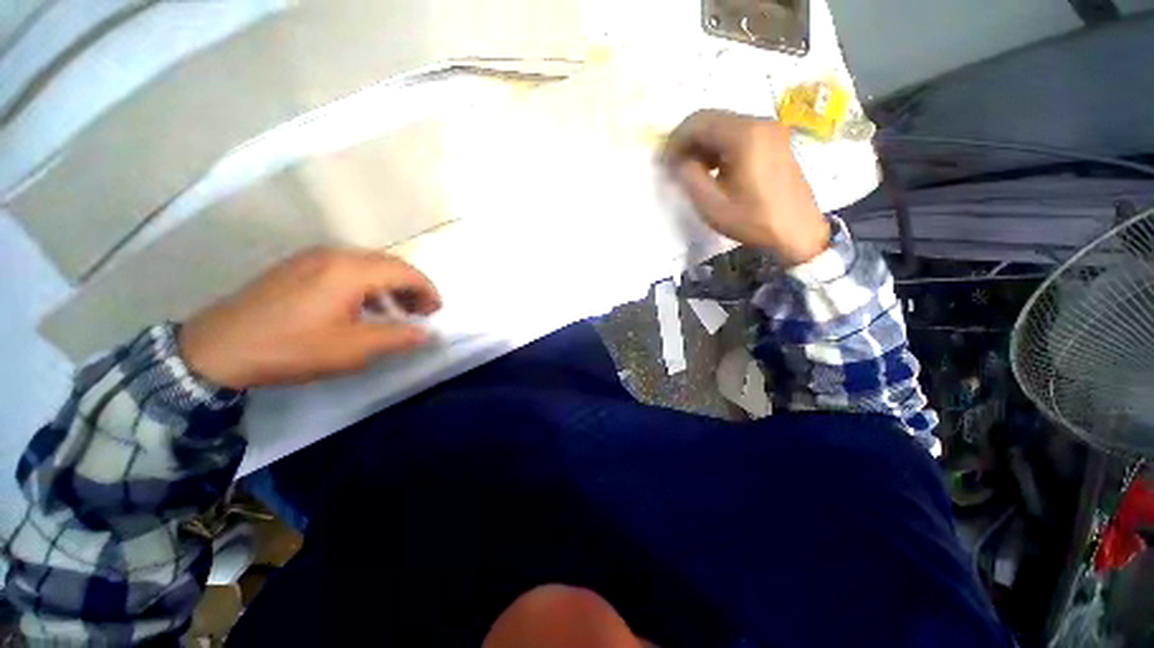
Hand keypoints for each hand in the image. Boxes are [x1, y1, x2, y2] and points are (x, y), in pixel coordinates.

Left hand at [179, 248, 441, 388]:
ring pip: (368, 264)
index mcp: (351, 271)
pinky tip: (362, 306)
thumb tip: (427, 333)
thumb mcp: (353, 349)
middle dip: (412, 287)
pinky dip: (367, 284)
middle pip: (389, 264)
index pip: (406, 272)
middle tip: (420, 312)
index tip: (436, 312)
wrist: (217, 349)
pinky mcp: (297, 266)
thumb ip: (398, 337)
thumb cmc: (291, 348)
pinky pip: (346, 268)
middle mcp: (335, 255)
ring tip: (395, 311)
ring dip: (390, 285)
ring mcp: (312, 257)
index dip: (427, 291)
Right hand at [664, 110, 830, 266]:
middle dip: (689, 140)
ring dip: (704, 144)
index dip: (676, 139)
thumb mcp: (712, 205)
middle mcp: (759, 123)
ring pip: (725, 125)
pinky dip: (720, 146)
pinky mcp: (775, 140)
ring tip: (692, 171)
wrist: (797, 232)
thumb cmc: (753, 221)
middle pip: (713, 118)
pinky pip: (739, 134)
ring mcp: (770, 130)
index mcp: (744, 136)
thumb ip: (690, 177)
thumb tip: (678, 161)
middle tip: (675, 166)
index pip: (699, 121)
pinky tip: (714, 169)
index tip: (665, 162)